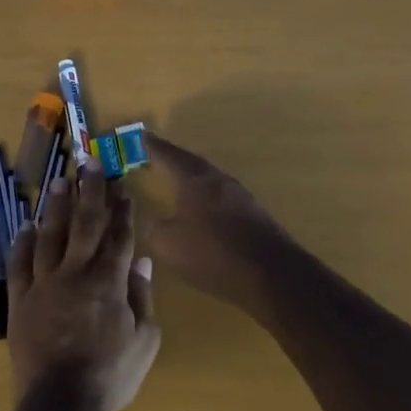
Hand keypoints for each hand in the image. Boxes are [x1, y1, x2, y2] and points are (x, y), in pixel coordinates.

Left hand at [7, 165, 160, 410]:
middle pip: (85, 223)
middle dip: (90, 190)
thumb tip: (141, 260)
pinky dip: (23, 242)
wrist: (61, 403)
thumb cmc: (110, 375)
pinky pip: (20, 263)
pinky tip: (26, 225)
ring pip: (50, 234)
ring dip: (56, 205)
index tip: (122, 185)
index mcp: (109, 281)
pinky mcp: (20, 299)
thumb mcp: (145, 339)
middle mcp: (76, 272)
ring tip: (60, 180)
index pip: (119, 236)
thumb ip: (142, 296)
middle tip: (89, 161)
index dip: (122, 209)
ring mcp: (44, 283)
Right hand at [144, 133, 299, 321]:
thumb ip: (155, 229)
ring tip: (173, 178)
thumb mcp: (169, 246)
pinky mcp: (252, 213)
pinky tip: (200, 207)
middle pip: (190, 162)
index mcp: (194, 180)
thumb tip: (153, 221)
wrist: (272, 274)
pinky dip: (204, 195)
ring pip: (207, 177)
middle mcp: (217, 179)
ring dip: (189, 176)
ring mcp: (239, 195)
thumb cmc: (214, 254)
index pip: (167, 155)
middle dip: (170, 157)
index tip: (138, 136)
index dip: (150, 146)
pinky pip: (220, 195)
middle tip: (153, 154)